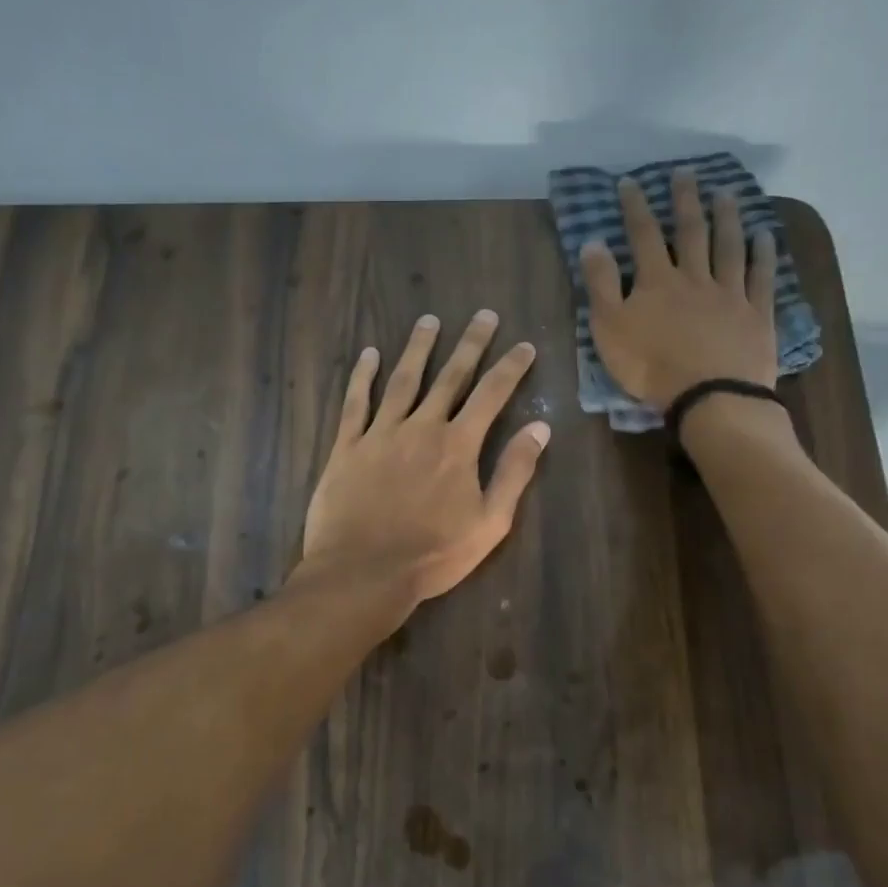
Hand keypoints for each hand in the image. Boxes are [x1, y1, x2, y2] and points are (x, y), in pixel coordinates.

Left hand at [301, 310, 549, 607]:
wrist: (364, 571)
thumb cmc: (432, 555)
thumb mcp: (490, 523)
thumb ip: (514, 472)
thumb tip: (540, 429)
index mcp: (458, 445)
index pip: (491, 395)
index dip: (510, 368)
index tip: (524, 345)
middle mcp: (421, 427)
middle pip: (450, 376)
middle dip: (469, 344)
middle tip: (483, 315)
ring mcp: (380, 433)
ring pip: (403, 379)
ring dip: (418, 348)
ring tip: (428, 320)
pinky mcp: (347, 446)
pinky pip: (355, 402)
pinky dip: (362, 376)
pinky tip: (369, 354)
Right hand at [581, 168, 779, 408]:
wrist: (709, 395)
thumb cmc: (650, 366)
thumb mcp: (609, 328)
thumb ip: (601, 285)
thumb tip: (593, 242)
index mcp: (656, 282)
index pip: (643, 235)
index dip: (636, 207)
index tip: (630, 182)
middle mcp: (695, 277)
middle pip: (690, 232)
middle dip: (685, 201)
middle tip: (685, 173)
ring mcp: (730, 293)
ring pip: (729, 247)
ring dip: (726, 218)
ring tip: (725, 193)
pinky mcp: (756, 314)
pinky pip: (761, 277)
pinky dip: (763, 254)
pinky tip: (764, 236)